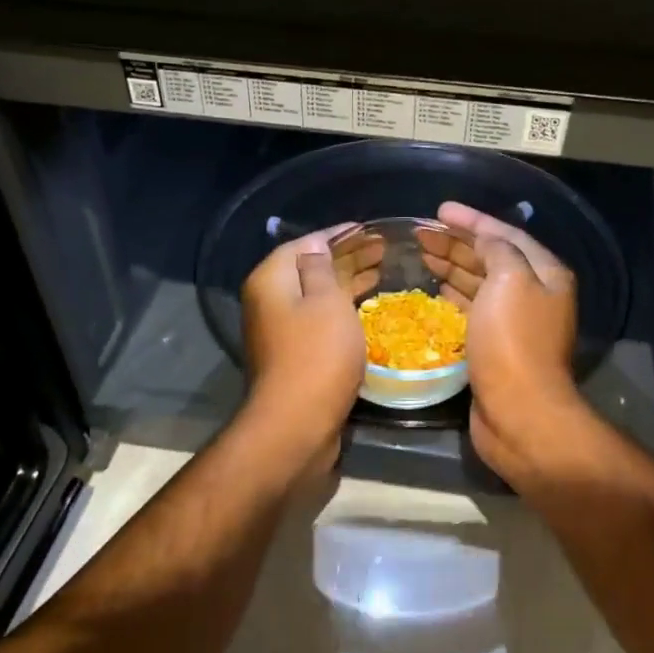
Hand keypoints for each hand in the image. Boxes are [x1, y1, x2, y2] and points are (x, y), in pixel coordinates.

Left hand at [239, 225, 380, 466]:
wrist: (297, 423)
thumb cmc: (316, 354)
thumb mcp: (325, 300)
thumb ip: (321, 267)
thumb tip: (317, 246)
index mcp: (271, 280)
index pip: (305, 244)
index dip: (337, 235)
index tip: (368, 229)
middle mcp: (270, 302)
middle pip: (310, 269)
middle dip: (347, 258)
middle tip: (383, 250)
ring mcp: (281, 331)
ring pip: (318, 297)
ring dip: (348, 283)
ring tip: (382, 273)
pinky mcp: (296, 356)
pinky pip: (321, 321)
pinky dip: (344, 310)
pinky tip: (368, 309)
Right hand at [419, 202, 592, 485]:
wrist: (518, 411)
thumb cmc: (513, 341)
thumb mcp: (509, 281)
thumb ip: (498, 250)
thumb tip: (486, 240)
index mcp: (544, 274)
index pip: (506, 235)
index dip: (472, 220)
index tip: (439, 210)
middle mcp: (533, 294)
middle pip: (491, 258)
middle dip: (457, 243)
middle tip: (420, 234)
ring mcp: (514, 323)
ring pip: (479, 284)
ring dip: (452, 267)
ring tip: (421, 256)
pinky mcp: (495, 347)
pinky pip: (472, 311)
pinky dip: (453, 296)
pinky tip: (435, 291)